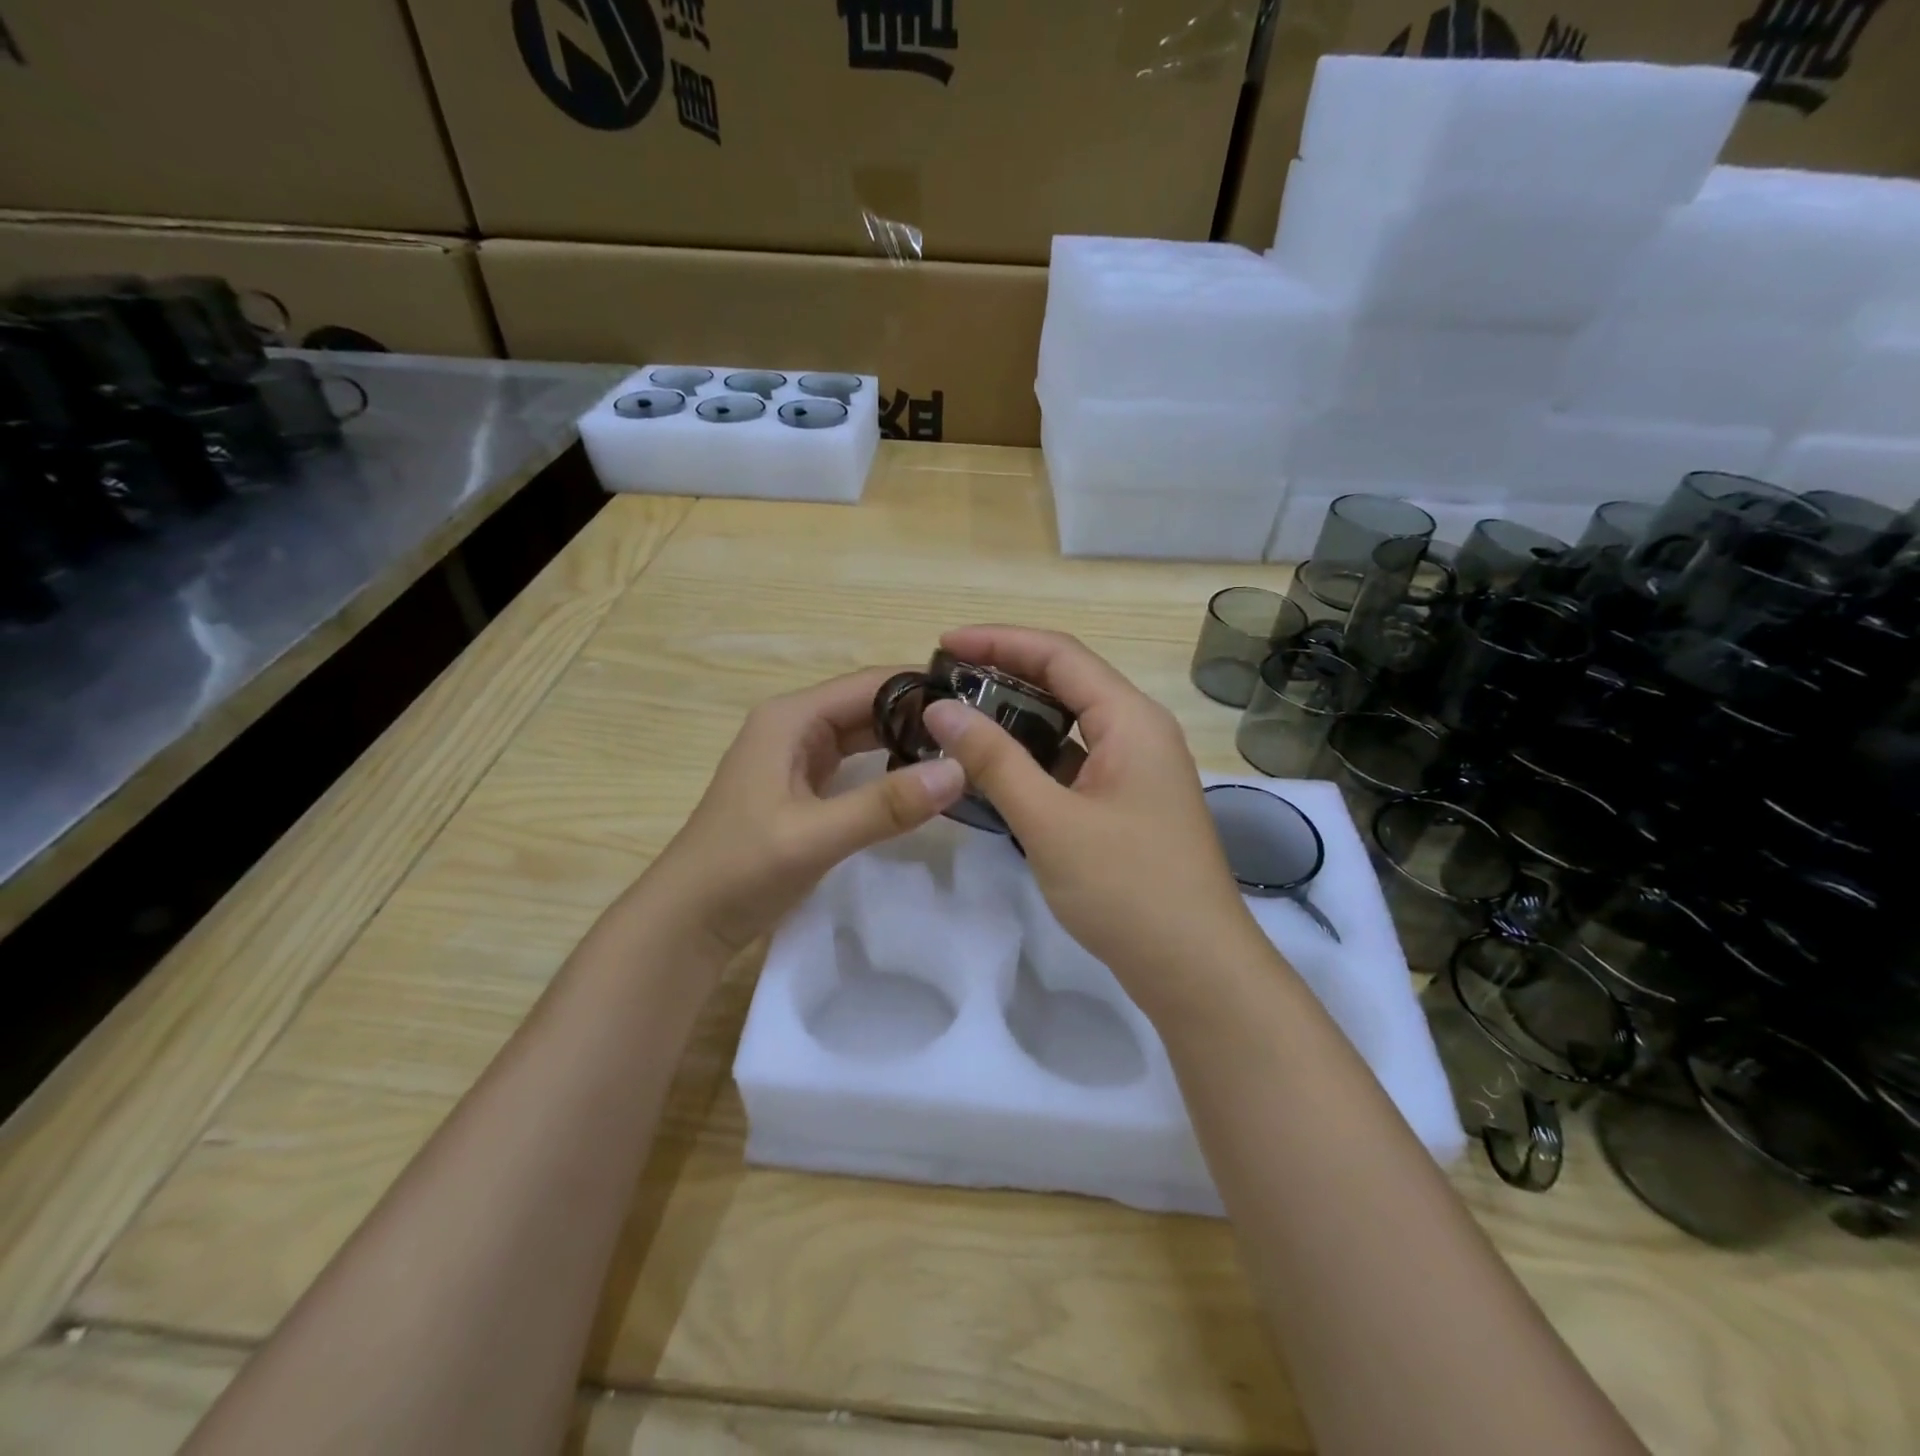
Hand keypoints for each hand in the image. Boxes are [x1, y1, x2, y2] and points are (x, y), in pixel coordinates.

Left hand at [645, 667, 966, 955]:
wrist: (688, 921)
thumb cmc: (741, 869)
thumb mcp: (814, 836)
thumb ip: (885, 804)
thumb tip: (959, 770)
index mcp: (791, 717)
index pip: (870, 683)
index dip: (923, 688)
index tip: (980, 704)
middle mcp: (795, 726)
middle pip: (870, 705)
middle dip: (921, 715)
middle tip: (981, 733)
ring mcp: (797, 757)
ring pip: (865, 734)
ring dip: (907, 740)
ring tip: (964, 753)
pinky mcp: (803, 787)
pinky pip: (856, 764)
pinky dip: (889, 767)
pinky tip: (922, 781)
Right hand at [921, 626, 1263, 1017]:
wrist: (1195, 969)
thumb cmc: (1127, 888)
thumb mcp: (1051, 821)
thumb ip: (995, 760)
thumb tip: (941, 709)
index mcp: (1131, 719)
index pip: (1060, 655)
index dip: (999, 641)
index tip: (943, 645)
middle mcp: (1138, 732)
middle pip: (1067, 681)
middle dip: (1006, 672)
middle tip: (945, 681)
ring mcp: (1136, 770)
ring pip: (1070, 723)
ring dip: (1018, 714)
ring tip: (961, 716)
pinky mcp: (1126, 804)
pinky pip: (1074, 761)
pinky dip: (1034, 755)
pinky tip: (996, 767)